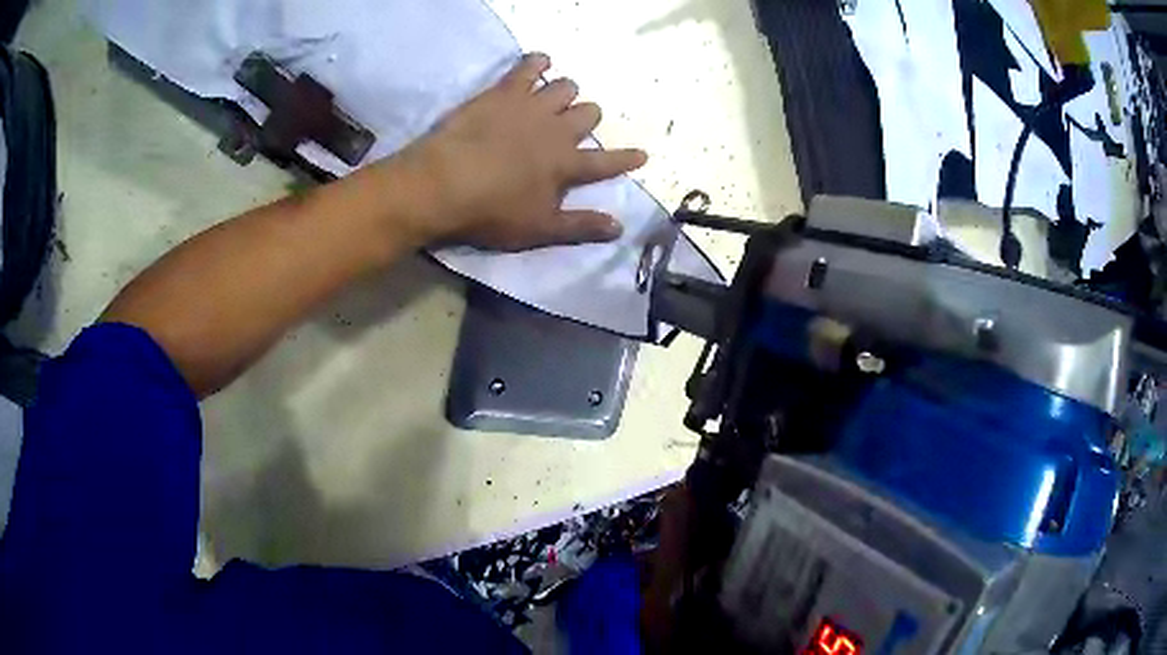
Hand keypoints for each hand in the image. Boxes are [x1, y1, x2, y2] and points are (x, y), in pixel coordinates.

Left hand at [387, 53, 647, 250]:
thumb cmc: (491, 212)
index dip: (626, 159)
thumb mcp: (539, 229)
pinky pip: (529, 67)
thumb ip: (580, 226)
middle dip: (587, 118)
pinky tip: (540, 62)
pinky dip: (538, 62)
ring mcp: (531, 106)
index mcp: (567, 165)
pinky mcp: (503, 92)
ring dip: (566, 92)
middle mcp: (556, 129)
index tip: (642, 154)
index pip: (606, 162)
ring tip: (558, 96)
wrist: (443, 183)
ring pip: (565, 87)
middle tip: (575, 125)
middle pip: (588, 114)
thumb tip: (619, 227)